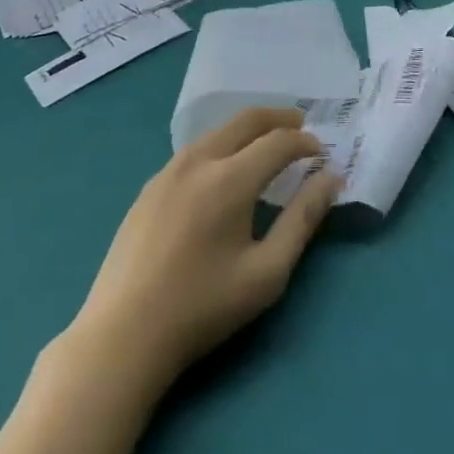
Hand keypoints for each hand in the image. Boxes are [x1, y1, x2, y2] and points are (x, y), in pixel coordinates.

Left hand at [69, 108, 339, 391]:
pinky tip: (224, 171)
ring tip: (266, 144)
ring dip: (248, 129)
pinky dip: (221, 145)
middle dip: (278, 118)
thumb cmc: (203, 307)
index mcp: (230, 178)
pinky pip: (194, 150)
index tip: (322, 153)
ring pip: (217, 131)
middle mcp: (199, 161)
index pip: (278, 141)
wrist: (122, 335)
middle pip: (245, 120)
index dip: (305, 142)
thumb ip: (303, 219)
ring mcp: (168, 171)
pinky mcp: (149, 187)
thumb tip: (331, 179)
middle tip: (301, 125)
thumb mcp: (267, 272)